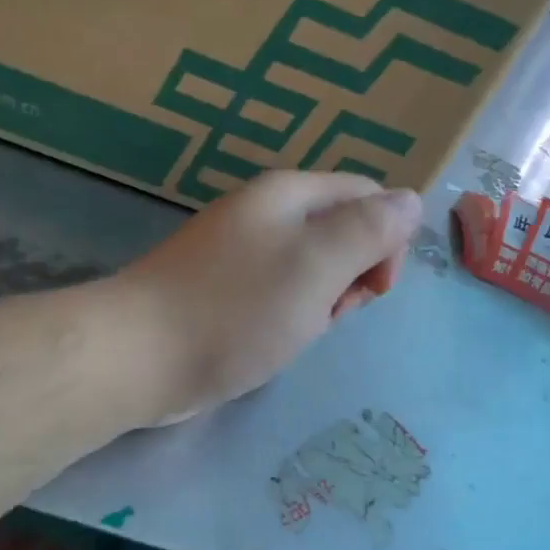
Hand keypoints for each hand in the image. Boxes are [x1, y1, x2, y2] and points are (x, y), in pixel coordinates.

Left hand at [114, 172, 423, 422]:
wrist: (138, 355)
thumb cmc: (236, 309)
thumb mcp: (317, 265)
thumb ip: (369, 229)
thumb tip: (410, 200)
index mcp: (289, 194)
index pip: (368, 195)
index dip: (386, 239)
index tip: (373, 288)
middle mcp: (265, 211)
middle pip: (341, 229)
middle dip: (353, 273)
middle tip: (331, 313)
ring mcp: (239, 249)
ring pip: (312, 265)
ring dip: (323, 299)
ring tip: (300, 330)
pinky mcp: (222, 286)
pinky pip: (279, 290)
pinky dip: (291, 314)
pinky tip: (274, 339)